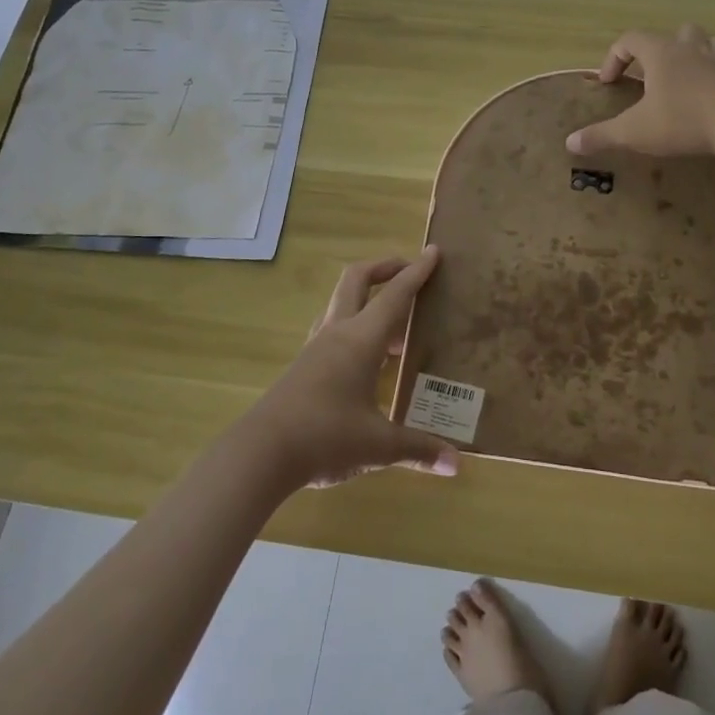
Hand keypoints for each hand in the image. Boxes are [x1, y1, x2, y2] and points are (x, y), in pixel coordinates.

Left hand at [241, 248, 458, 488]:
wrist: (259, 455)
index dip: (416, 272)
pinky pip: (331, 329)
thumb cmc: (325, 438)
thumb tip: (456, 463)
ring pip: (340, 302)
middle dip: (385, 267)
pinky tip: (365, 356)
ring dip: (367, 297)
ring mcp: (315, 348)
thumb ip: (418, 448)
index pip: (394, 295)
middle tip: (409, 271)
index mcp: (361, 340)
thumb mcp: (378, 446)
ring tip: (395, 323)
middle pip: (357, 280)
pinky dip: (353, 326)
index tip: (433, 252)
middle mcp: (337, 333)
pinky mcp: (302, 366)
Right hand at [566, 24, 714, 159]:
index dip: (614, 57)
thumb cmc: (682, 121)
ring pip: (706, 41)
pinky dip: (714, 75)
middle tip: (649, 75)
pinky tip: (707, 96)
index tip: (609, 83)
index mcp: (661, 53)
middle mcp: (689, 49)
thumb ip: (602, 135)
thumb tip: (570, 142)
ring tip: (683, 75)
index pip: (630, 39)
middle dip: (658, 49)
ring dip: (693, 52)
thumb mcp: (635, 131)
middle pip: (674, 32)